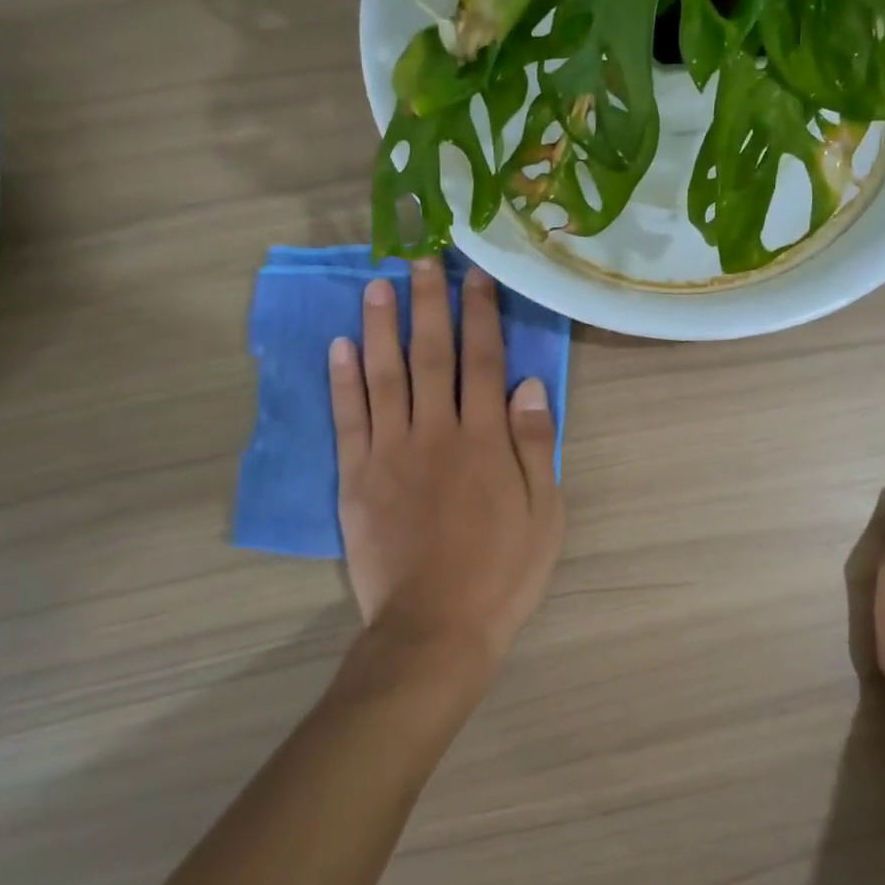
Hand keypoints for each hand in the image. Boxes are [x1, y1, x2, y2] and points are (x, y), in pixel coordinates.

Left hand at [329, 261, 565, 669]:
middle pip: (432, 355)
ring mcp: (391, 452)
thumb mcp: (543, 511)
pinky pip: (349, 418)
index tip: (476, 273)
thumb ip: (534, 443)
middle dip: (430, 303)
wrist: (435, 628)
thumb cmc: (502, 572)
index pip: (484, 361)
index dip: (481, 313)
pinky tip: (340, 345)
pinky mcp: (357, 476)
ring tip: (378, 284)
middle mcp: (436, 432)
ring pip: (384, 375)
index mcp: (485, 439)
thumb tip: (528, 383)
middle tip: (424, 257)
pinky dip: (343, 380)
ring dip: (382, 326)